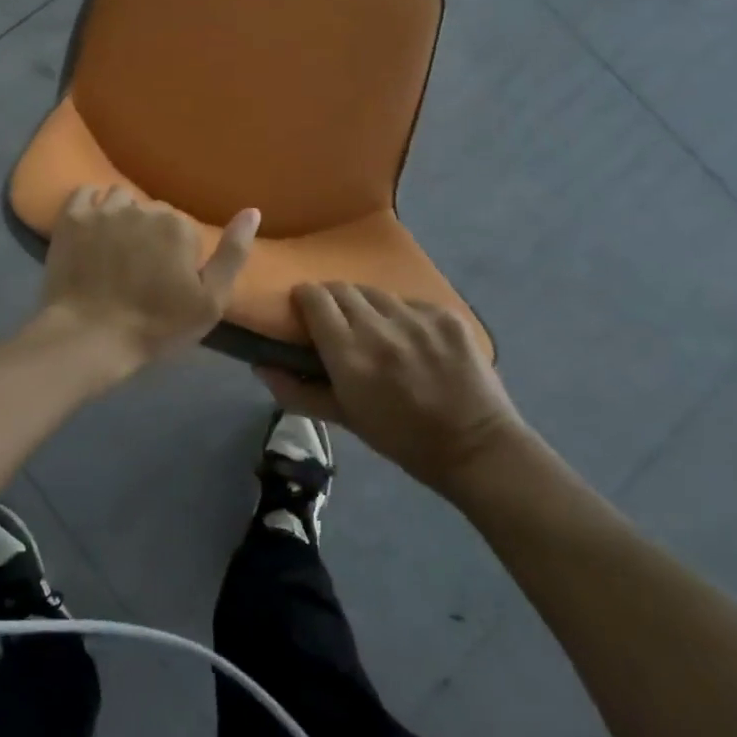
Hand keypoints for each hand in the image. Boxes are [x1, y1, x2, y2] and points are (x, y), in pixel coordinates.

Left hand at [33, 187, 258, 375]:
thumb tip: (252, 210)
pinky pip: (85, 192)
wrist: (89, 337)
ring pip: (121, 199)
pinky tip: (92, 226)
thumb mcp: (211, 301)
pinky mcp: (71, 218)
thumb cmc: (156, 326)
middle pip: (152, 211)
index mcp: (177, 225)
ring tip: (115, 247)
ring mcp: (103, 210)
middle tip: (140, 269)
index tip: (167, 280)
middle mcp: (142, 208)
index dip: (178, 254)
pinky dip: (90, 203)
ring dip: (122, 216)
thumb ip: (233, 253)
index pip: (183, 228)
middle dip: (150, 233)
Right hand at [261, 283, 526, 493]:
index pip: (314, 298)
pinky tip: (411, 338)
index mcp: (349, 355)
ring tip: (376, 328)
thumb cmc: (403, 440)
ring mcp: (416, 318)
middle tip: (337, 321)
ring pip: (375, 292)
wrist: (476, 448)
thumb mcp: (345, 419)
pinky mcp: (445, 315)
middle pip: (341, 288)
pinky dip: (402, 314)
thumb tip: (260, 366)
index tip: (304, 310)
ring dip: (367, 305)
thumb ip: (298, 391)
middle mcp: (379, 328)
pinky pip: (410, 302)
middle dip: (332, 300)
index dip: (305, 298)